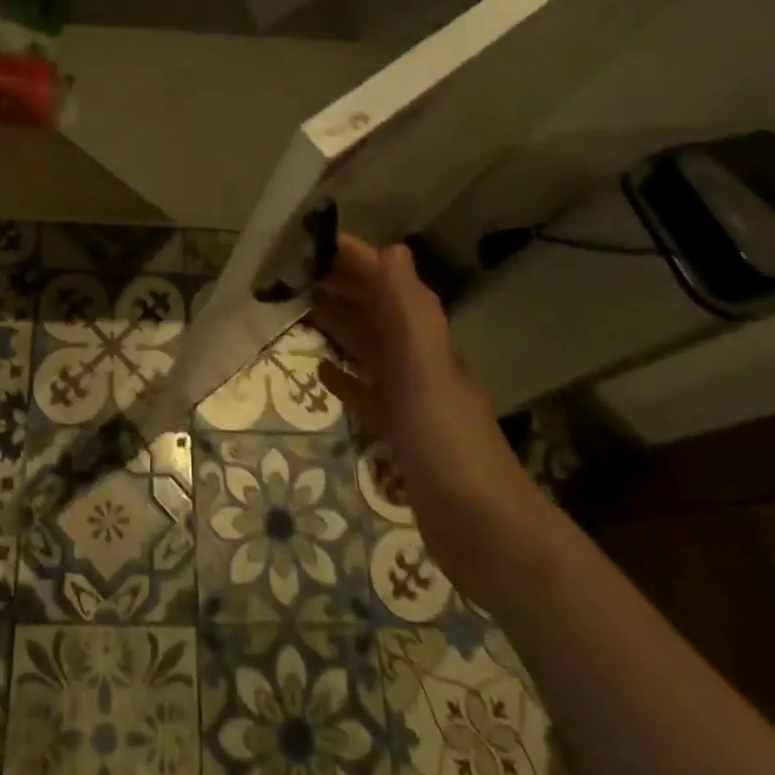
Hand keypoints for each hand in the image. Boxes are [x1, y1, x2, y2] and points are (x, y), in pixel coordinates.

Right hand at [311, 234, 546, 603]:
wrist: (486, 533)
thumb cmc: (449, 446)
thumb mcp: (425, 371)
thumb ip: (409, 311)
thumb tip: (393, 248)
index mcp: (423, 339)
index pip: (384, 281)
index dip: (350, 257)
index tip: (306, 241)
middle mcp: (417, 359)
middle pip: (374, 309)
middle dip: (338, 284)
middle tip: (288, 271)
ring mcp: (410, 397)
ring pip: (368, 347)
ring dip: (338, 325)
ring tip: (298, 308)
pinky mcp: (401, 433)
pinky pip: (367, 393)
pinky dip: (345, 379)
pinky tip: (321, 374)